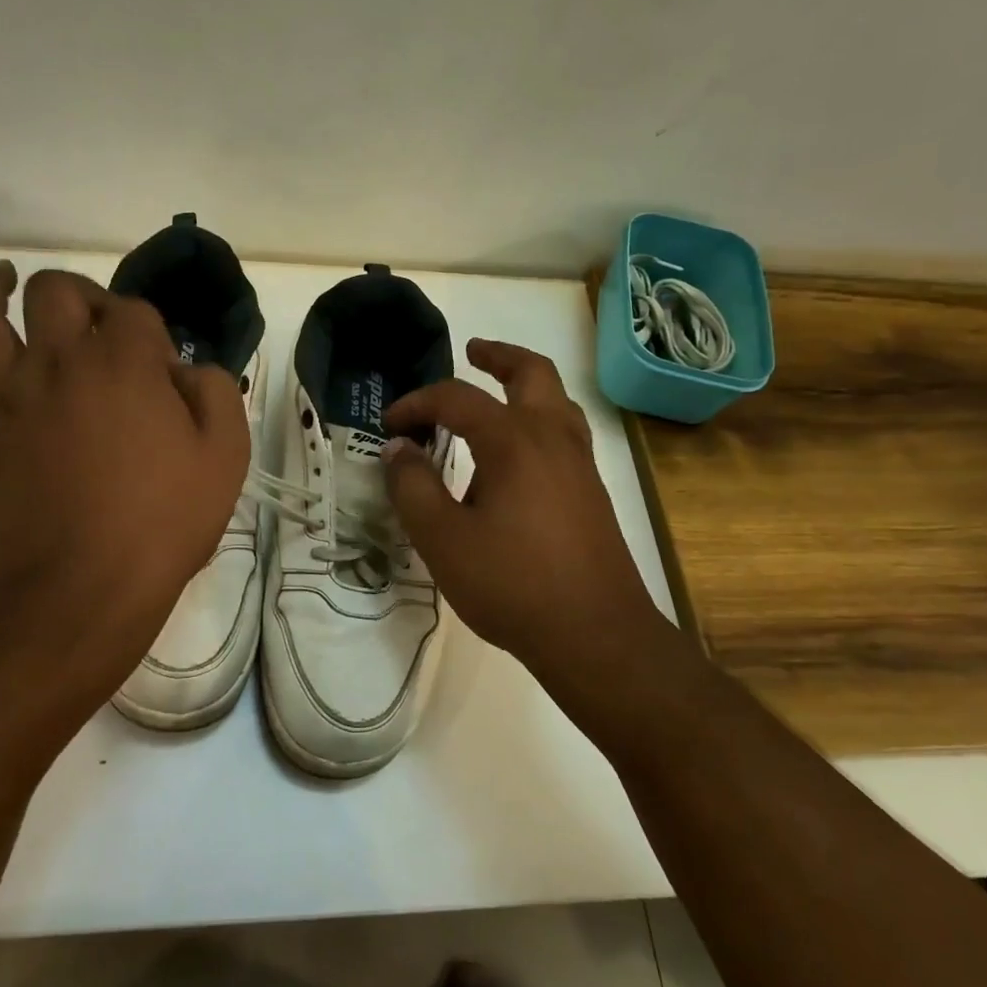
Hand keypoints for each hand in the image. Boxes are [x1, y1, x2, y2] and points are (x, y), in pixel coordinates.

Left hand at [0, 262, 249, 671]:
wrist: (87, 590)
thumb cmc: (164, 523)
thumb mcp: (225, 454)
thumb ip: (216, 392)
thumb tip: (188, 371)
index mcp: (123, 362)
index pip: (134, 312)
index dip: (151, 332)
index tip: (162, 372)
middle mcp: (57, 362)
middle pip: (54, 292)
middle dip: (78, 295)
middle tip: (93, 321)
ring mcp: (4, 399)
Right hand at [381, 339, 668, 711]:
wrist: (596, 635)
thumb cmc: (512, 584)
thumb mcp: (442, 539)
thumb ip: (413, 487)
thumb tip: (397, 448)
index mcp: (513, 440)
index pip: (457, 399)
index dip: (417, 404)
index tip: (390, 425)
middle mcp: (552, 437)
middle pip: (531, 372)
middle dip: (498, 356)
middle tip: (472, 351)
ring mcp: (580, 463)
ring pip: (556, 399)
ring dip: (524, 384)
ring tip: (495, 394)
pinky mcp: (592, 491)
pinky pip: (564, 432)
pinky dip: (538, 418)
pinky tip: (517, 454)